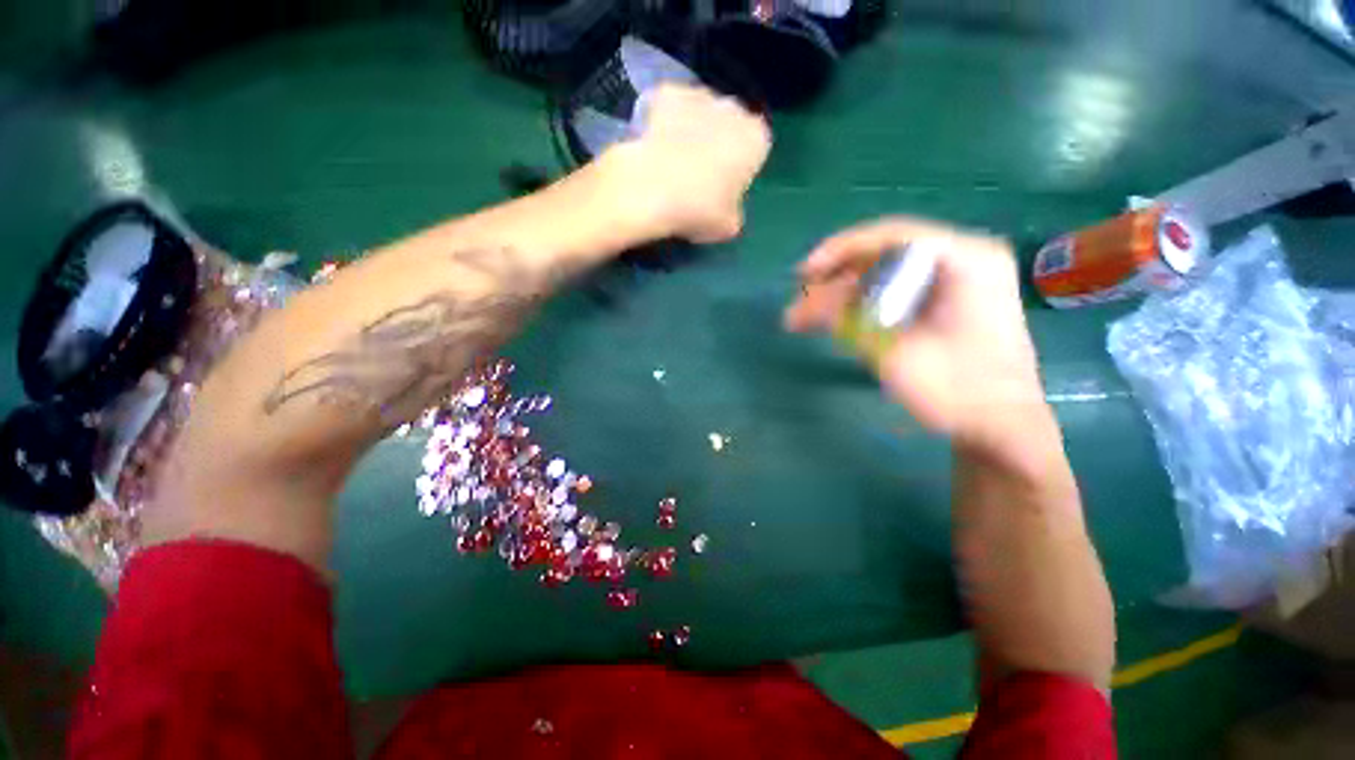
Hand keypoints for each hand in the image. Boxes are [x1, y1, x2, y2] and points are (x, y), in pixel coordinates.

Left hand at [613, 83, 770, 243]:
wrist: (652, 188)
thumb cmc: (699, 210)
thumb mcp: (728, 226)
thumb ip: (734, 211)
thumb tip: (724, 209)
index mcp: (756, 140)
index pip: (755, 151)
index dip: (739, 170)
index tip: (723, 188)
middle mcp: (734, 108)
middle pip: (730, 126)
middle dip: (717, 145)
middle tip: (697, 177)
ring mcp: (700, 95)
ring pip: (701, 113)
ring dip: (693, 131)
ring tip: (673, 164)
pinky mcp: (667, 92)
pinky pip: (671, 108)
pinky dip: (665, 121)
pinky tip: (656, 146)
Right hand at [785, 218, 1049, 451]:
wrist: (1001, 427)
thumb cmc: (957, 391)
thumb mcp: (892, 353)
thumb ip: (846, 321)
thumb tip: (801, 305)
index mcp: (966, 259)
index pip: (891, 235)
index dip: (839, 250)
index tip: (803, 275)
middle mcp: (963, 258)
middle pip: (885, 254)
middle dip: (836, 279)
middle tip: (800, 303)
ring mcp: (957, 280)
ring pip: (885, 275)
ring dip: (843, 295)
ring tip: (805, 319)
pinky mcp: (946, 302)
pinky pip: (895, 292)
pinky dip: (861, 306)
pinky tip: (835, 322)